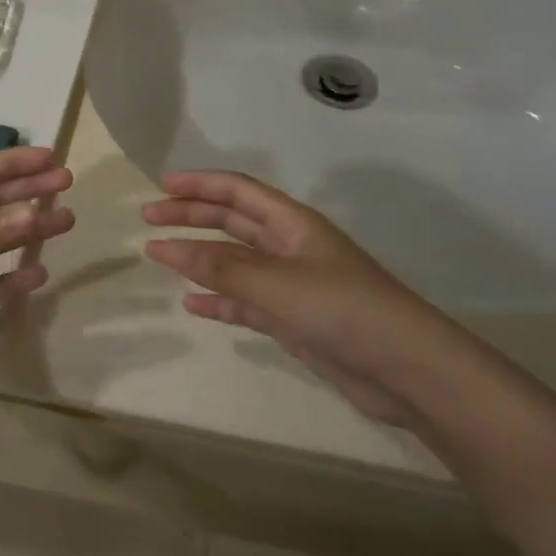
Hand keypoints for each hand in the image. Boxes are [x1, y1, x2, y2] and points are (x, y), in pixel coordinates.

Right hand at [143, 171, 469, 423]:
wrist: (407, 371)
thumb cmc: (342, 309)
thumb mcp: (275, 284)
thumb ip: (219, 268)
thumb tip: (163, 248)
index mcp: (292, 224)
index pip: (237, 191)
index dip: (199, 183)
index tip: (160, 186)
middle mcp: (289, 247)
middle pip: (231, 222)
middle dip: (191, 217)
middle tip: (149, 218)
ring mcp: (291, 285)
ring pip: (234, 263)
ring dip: (199, 258)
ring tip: (160, 257)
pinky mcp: (293, 320)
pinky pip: (245, 301)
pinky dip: (219, 300)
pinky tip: (192, 304)